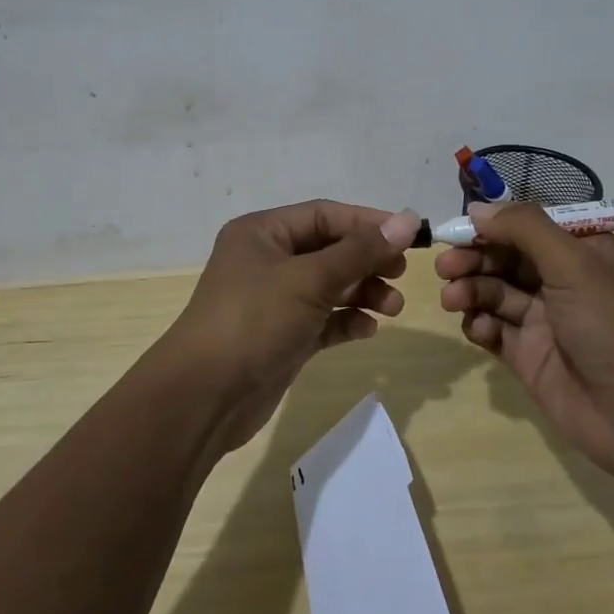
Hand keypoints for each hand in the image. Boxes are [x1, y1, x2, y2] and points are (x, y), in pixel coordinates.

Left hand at [162, 200, 421, 452]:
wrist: (204, 399)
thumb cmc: (254, 322)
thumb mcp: (309, 280)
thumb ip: (360, 251)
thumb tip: (408, 221)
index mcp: (263, 233)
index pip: (324, 215)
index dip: (368, 223)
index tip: (410, 236)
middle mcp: (267, 260)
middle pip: (329, 250)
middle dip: (367, 261)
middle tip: (401, 274)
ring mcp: (274, 301)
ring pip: (329, 286)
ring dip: (363, 293)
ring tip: (393, 308)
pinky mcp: (282, 336)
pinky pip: (323, 319)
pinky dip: (346, 321)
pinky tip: (368, 330)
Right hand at [437, 202, 613, 473]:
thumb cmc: (611, 325)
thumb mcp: (573, 263)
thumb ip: (524, 228)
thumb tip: (477, 208)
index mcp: (585, 251)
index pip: (530, 226)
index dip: (494, 224)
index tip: (459, 227)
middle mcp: (564, 280)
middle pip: (506, 257)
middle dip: (474, 258)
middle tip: (445, 266)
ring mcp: (545, 319)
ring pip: (495, 291)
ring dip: (471, 289)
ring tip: (453, 299)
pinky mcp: (528, 354)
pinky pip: (494, 328)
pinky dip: (479, 324)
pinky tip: (476, 328)